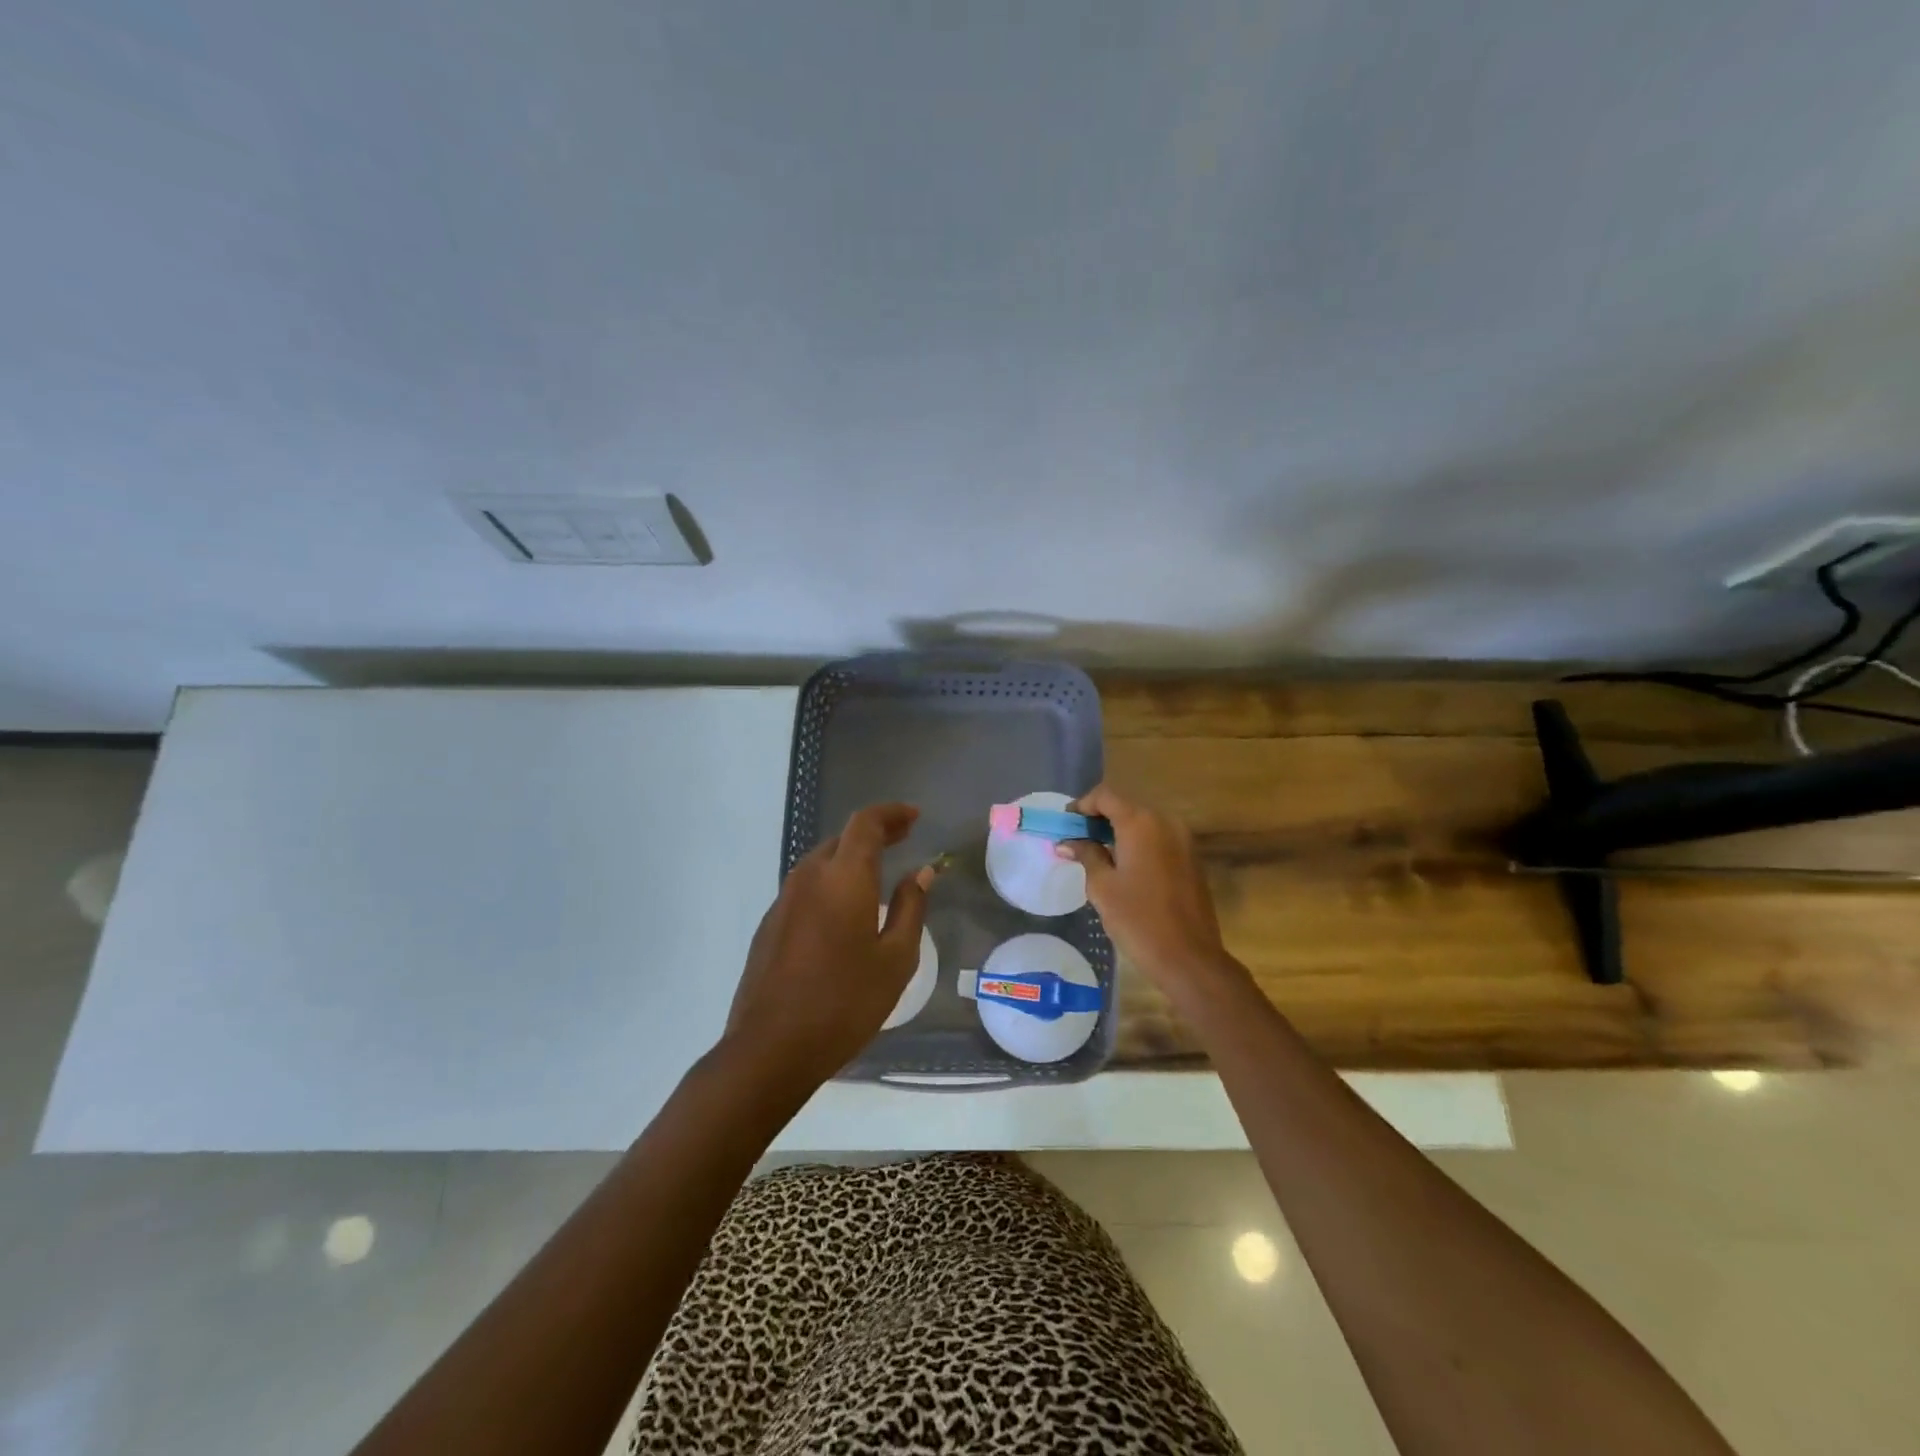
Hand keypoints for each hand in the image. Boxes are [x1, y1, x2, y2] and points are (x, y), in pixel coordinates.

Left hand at [722, 802, 939, 1088]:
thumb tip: (921, 872)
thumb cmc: (845, 1002)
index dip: (891, 813)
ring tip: (877, 873)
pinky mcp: (769, 925)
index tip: (914, 817)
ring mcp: (783, 900)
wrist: (770, 1048)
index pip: (865, 823)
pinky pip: (806, 887)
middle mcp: (809, 877)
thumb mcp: (895, 958)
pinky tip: (843, 910)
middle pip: (842, 839)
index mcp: (843, 877)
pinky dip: (830, 882)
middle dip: (874, 834)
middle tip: (902, 840)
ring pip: (821, 862)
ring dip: (850, 858)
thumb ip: (910, 907)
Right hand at [1053, 785, 1237, 998]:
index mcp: (1140, 823)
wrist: (1189, 957)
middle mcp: (1165, 822)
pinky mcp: (1192, 858)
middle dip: (1100, 819)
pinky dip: (1139, 844)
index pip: (1106, 796)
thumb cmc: (1138, 920)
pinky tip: (1125, 867)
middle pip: (1126, 806)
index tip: (1066, 824)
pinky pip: (1159, 839)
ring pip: (1144, 823)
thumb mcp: (1102, 887)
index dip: (1082, 805)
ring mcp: (1183, 839)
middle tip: (1078, 840)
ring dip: (1120, 831)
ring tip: (1099, 854)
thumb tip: (1067, 842)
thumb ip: (1086, 855)